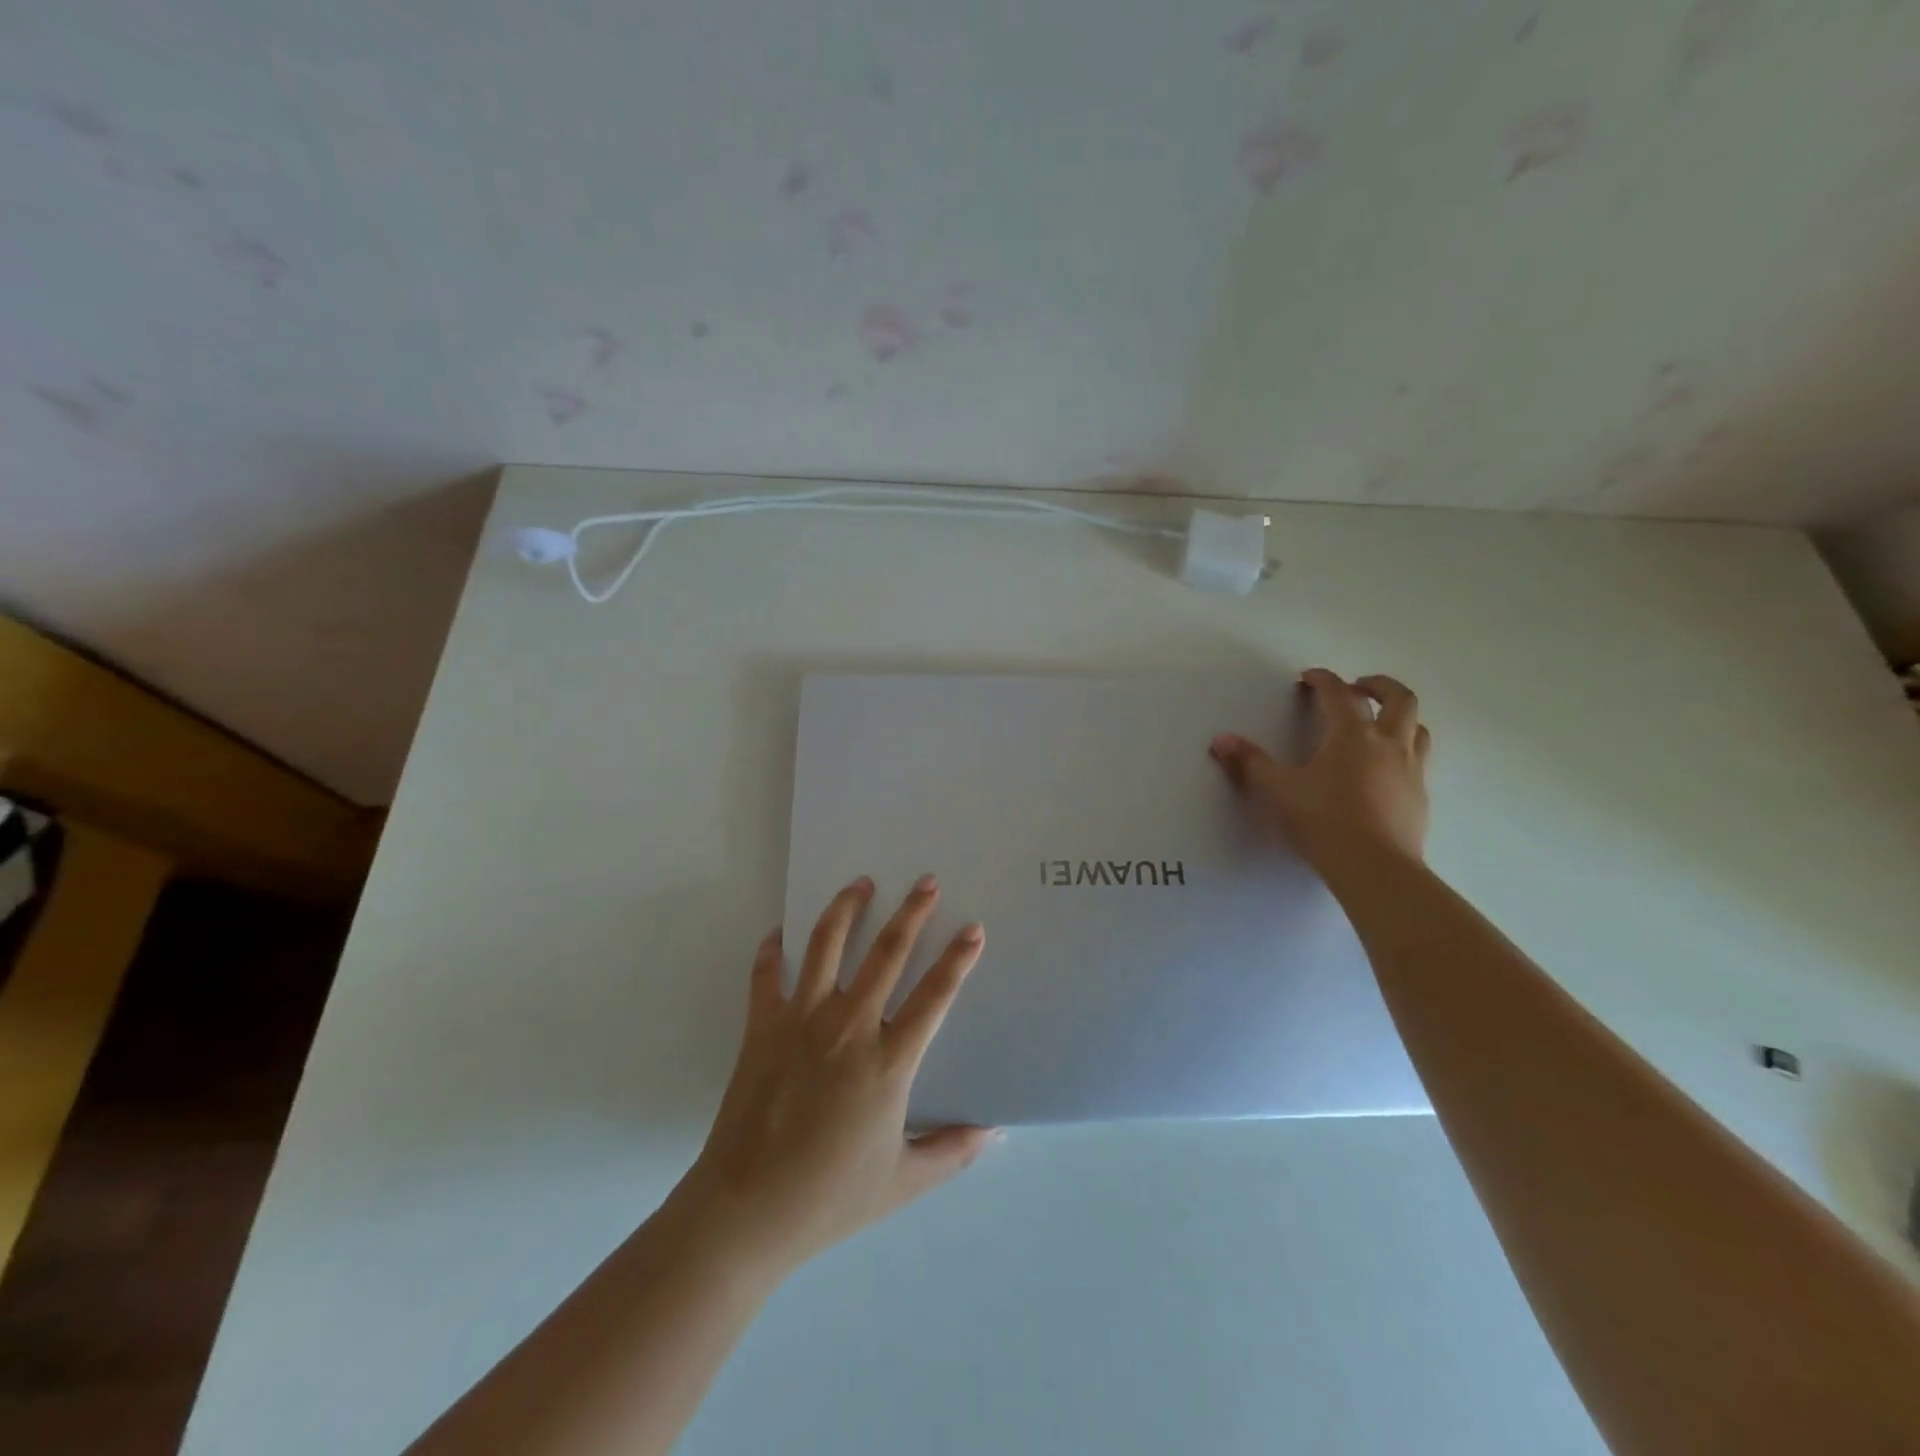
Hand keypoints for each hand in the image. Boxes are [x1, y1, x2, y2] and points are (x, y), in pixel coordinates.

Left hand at [672, 875, 996, 1279]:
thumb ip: (953, 1151)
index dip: (958, 959)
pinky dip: (773, 949)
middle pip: (887, 953)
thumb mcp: (903, 1182)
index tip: (973, 929)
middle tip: (925, 882)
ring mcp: (801, 1021)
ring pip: (826, 946)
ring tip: (860, 883)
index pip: (934, 996)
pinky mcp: (762, 1027)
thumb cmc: (830, 1197)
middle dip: (911, 913)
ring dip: (846, 909)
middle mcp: (849, 1027)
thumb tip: (995, 1131)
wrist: (746, 1210)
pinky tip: (781, 933)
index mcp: (889, 1061)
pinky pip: (766, 974)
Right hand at [1209, 669, 1430, 875]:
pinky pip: (1419, 762)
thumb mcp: (1278, 790)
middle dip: (1379, 685)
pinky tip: (1386, 770)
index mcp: (1352, 735)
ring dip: (1401, 718)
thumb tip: (1221, 740)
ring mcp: (1411, 770)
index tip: (1309, 677)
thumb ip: (1250, 763)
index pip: (1338, 694)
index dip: (1323, 679)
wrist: (1375, 867)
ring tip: (1381, 723)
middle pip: (1399, 699)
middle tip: (1359, 686)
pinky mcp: (1420, 797)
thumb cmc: (1323, 820)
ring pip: (1418, 728)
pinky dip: (1404, 753)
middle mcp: (1388, 744)